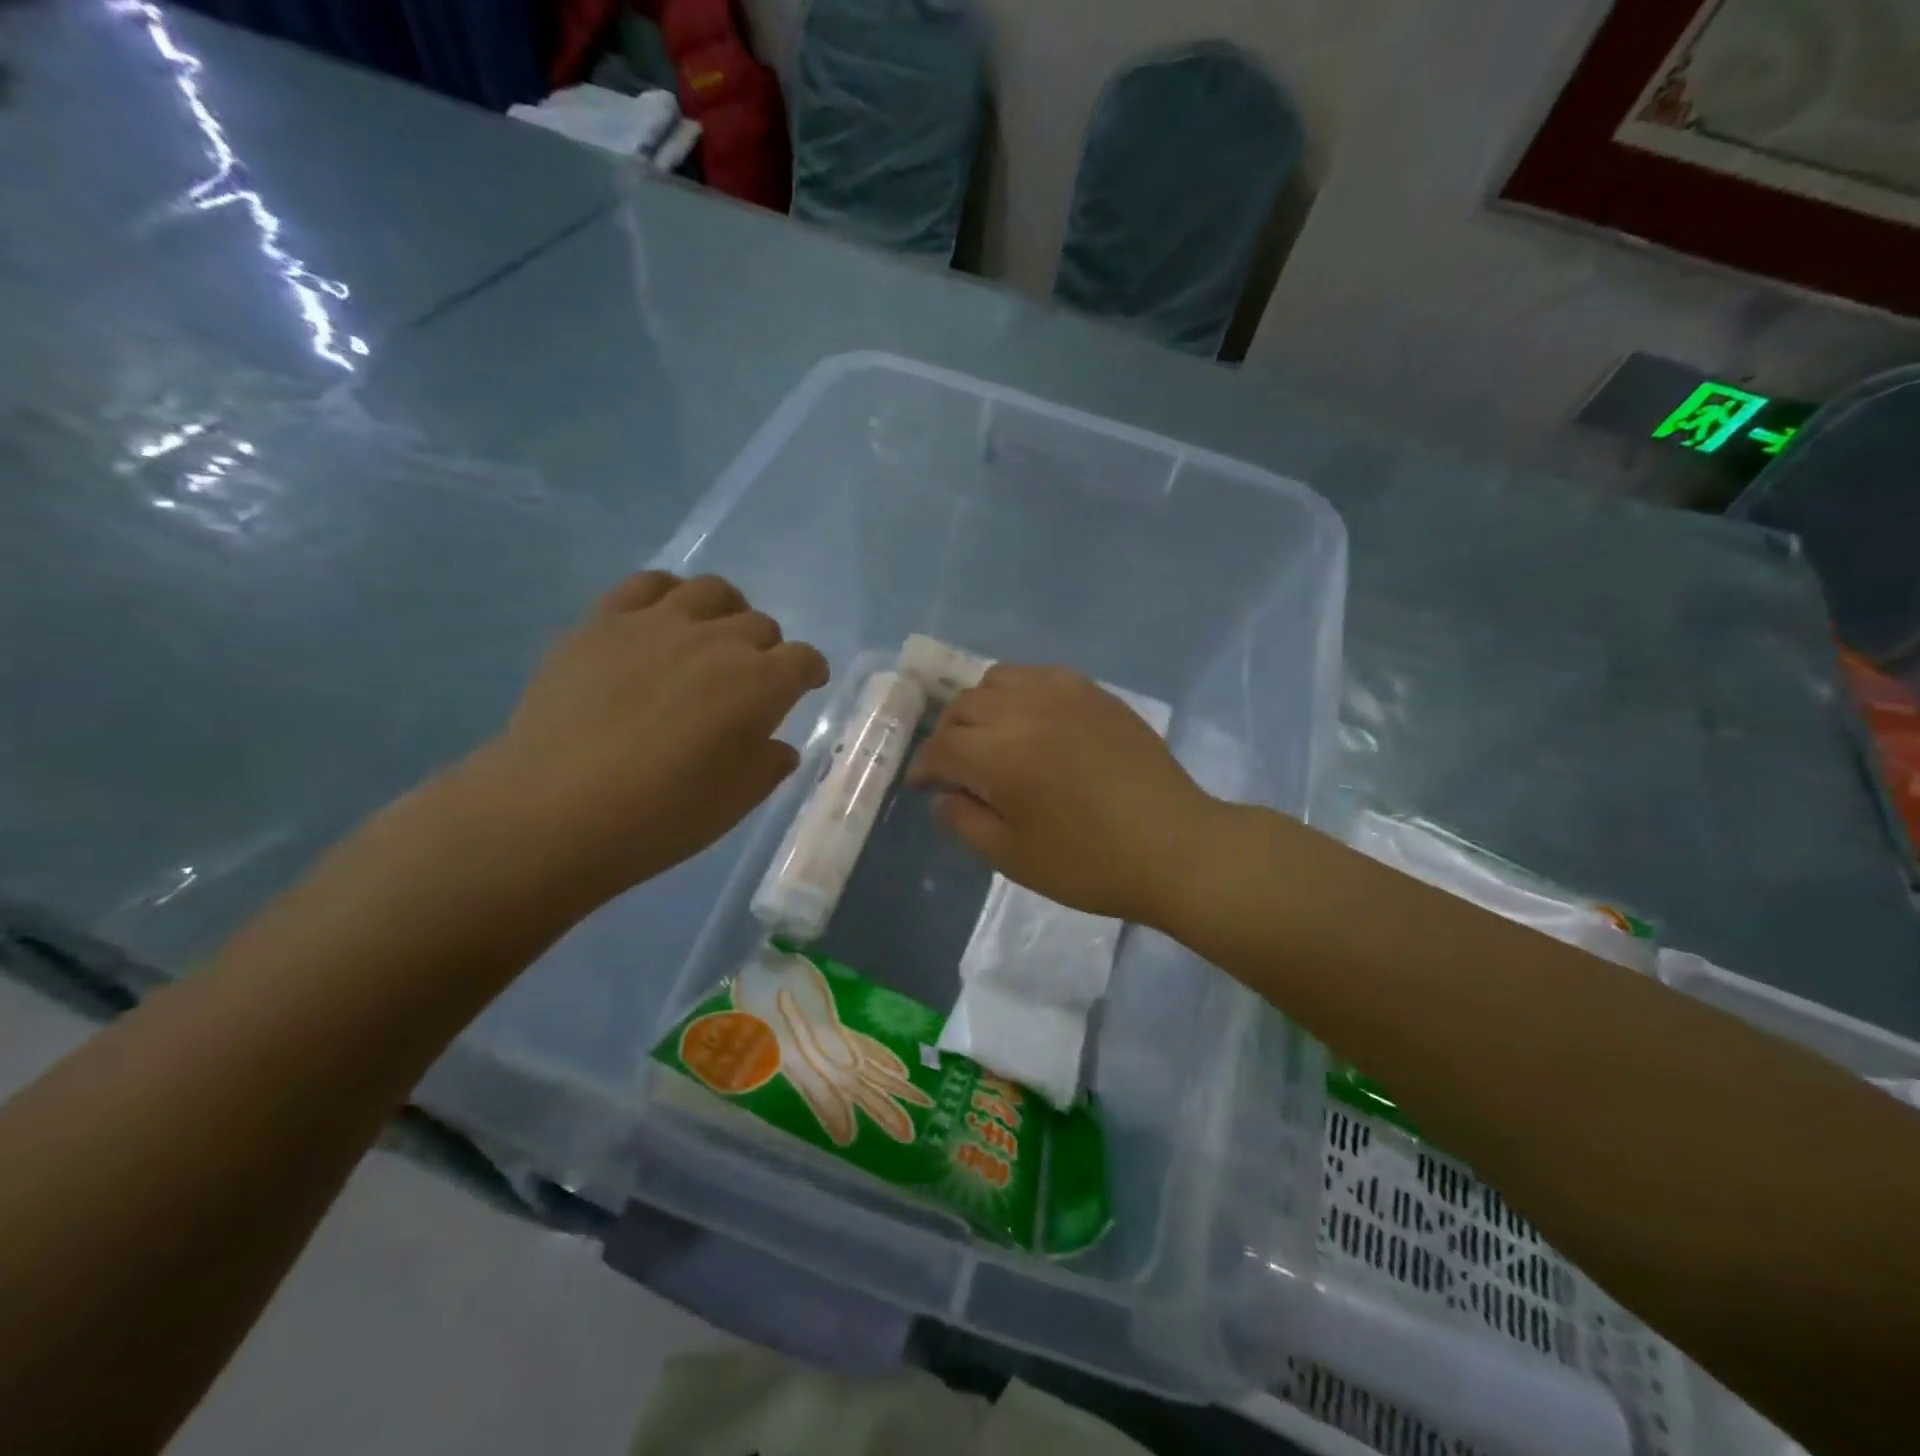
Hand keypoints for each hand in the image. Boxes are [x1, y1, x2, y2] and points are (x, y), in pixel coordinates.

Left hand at [465, 572, 828, 907]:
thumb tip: (776, 744)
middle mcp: (718, 640)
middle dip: (767, 650)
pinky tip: (660, 621)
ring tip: (712, 637)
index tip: (806, 686)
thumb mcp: (737, 801)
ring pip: (711, 591)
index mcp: (760, 684)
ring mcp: (657, 623)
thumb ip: (768, 764)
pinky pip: (647, 584)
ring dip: (726, 612)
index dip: (810, 672)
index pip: (804, 660)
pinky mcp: (603, 621)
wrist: (556, 810)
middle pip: (760, 624)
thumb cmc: (663, 815)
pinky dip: (667, 595)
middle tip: (751, 680)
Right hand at [906, 665, 1221, 925]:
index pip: (942, 748)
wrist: (1174, 847)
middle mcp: (1026, 711)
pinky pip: (1040, 675)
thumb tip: (943, 795)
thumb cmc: (1090, 864)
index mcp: (1001, 756)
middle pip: (964, 706)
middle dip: (948, 736)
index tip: (922, 785)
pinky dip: (1019, 691)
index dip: (924, 767)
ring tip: (990, 736)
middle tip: (954, 766)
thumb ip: (965, 822)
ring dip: (980, 706)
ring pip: (998, 679)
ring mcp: (1064, 695)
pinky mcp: (1095, 693)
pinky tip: (1030, 719)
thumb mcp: (1013, 858)